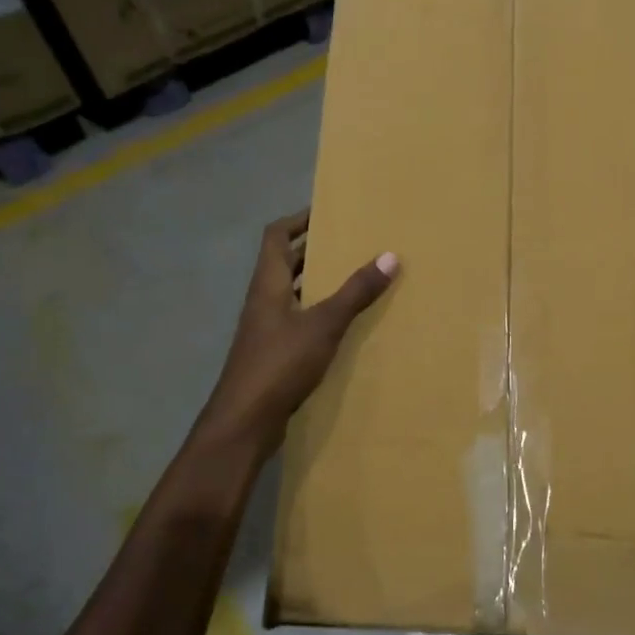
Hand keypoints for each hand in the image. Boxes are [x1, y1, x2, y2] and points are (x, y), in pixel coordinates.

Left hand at [196, 209, 397, 457]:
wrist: (244, 422)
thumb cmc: (279, 364)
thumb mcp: (323, 324)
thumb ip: (355, 292)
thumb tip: (390, 255)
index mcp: (268, 284)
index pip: (276, 236)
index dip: (298, 220)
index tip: (327, 212)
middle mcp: (263, 300)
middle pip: (284, 263)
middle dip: (313, 249)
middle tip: (349, 242)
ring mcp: (266, 329)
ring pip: (292, 293)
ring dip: (316, 282)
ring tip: (352, 277)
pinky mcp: (272, 354)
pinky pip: (297, 321)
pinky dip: (317, 313)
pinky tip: (342, 323)